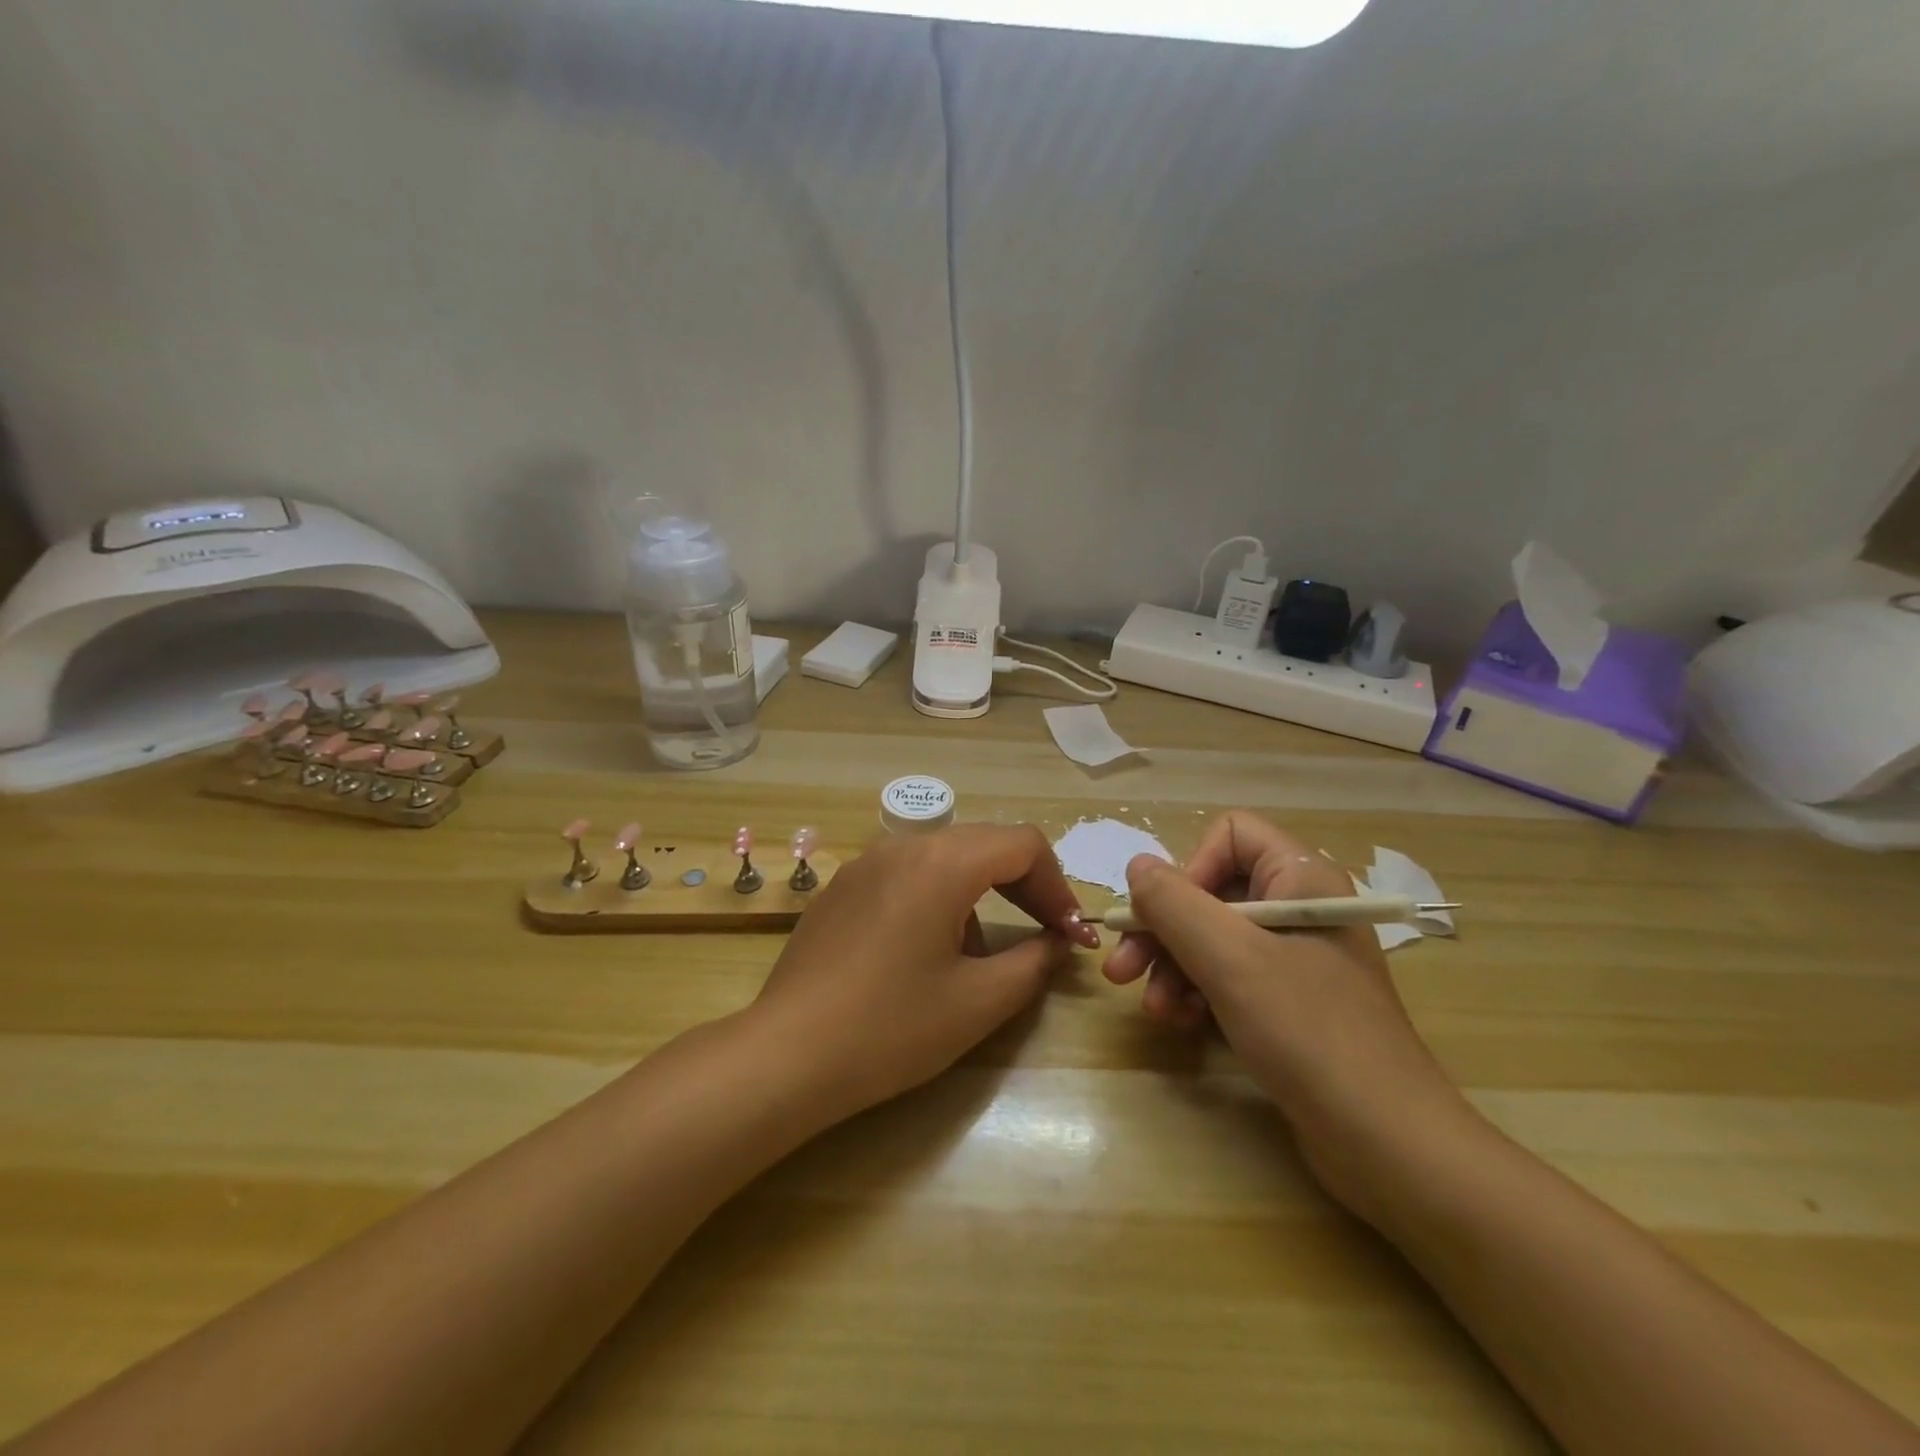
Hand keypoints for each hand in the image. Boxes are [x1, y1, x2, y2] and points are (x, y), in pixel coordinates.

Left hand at [750, 824, 1096, 1119]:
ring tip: (976, 952)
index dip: (1057, 884)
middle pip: (984, 843)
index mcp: (941, 863)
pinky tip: (921, 950)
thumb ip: (1034, 962)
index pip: (1022, 844)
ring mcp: (864, 863)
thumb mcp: (979, 1002)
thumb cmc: (892, 1029)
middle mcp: (902, 847)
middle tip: (1044, 932)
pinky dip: (936, 895)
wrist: (787, 1056)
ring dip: (979, 890)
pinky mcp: (840, 887)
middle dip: (1023, 884)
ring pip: (944, 856)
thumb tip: (1057, 941)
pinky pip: (905, 873)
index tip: (1068, 932)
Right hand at [1102, 811, 1473, 1219]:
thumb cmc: (1309, 1033)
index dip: (1189, 868)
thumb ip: (1174, 904)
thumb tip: (1137, 866)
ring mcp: (1296, 958)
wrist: (1388, 1146)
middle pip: (1211, 891)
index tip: (1165, 916)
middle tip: (1122, 970)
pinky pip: (1229, 977)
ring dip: (1173, 968)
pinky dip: (1198, 993)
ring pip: (1213, 938)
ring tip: (1155, 1011)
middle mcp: (1299, 908)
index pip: (1230, 836)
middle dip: (1163, 930)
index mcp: (1301, 878)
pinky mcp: (1290, 1003)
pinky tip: (1182, 1023)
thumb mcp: (1230, 960)